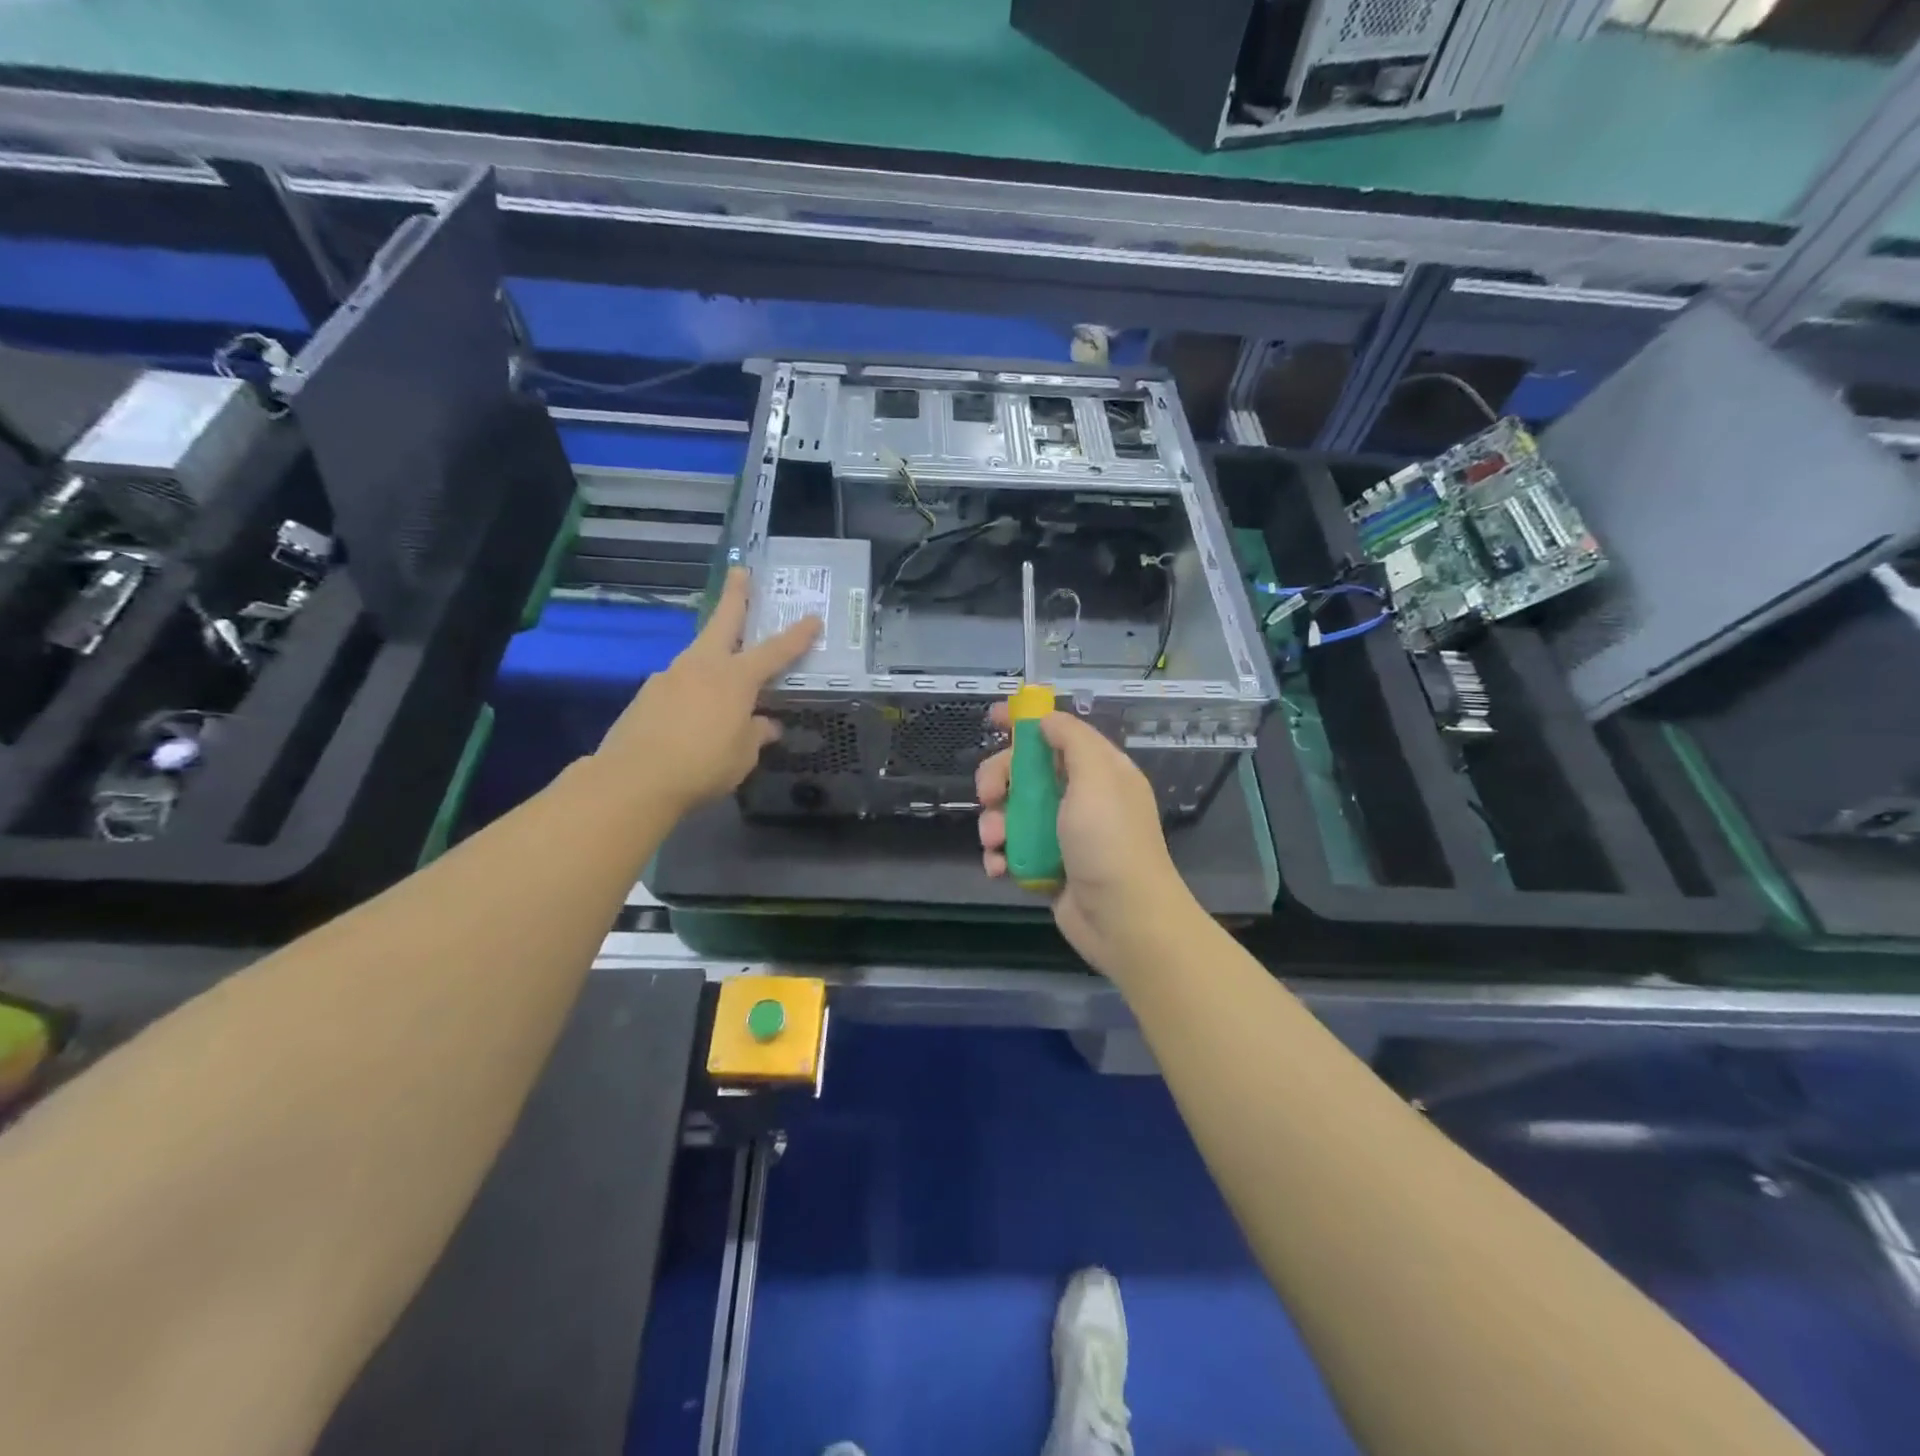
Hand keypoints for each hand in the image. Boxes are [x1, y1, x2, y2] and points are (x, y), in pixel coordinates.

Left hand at [596, 567, 820, 813]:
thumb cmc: (703, 766)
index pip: (775, 651)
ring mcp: (670, 676)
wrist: (634, 779)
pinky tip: (692, 710)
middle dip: (735, 596)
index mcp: (736, 678)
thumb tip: (766, 724)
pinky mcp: (647, 694)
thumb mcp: (743, 755)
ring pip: (698, 654)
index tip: (812, 618)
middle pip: (723, 622)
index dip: (797, 636)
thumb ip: (756, 734)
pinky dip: (692, 688)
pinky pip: (679, 682)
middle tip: (740, 571)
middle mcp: (702, 666)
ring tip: (723, 670)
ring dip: (712, 651)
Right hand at [976, 705, 1201, 975]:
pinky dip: (1000, 856)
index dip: (1025, 722)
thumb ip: (1071, 740)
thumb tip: (1047, 720)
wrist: (1124, 919)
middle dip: (999, 779)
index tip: (991, 718)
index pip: (1057, 733)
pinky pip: (1014, 850)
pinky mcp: (1048, 866)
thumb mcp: (1096, 777)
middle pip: (1026, 772)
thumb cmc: (1109, 841)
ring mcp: (1063, 834)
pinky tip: (998, 867)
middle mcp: (1080, 797)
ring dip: (995, 823)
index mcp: (1098, 770)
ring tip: (995, 841)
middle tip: (987, 795)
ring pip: (1012, 812)